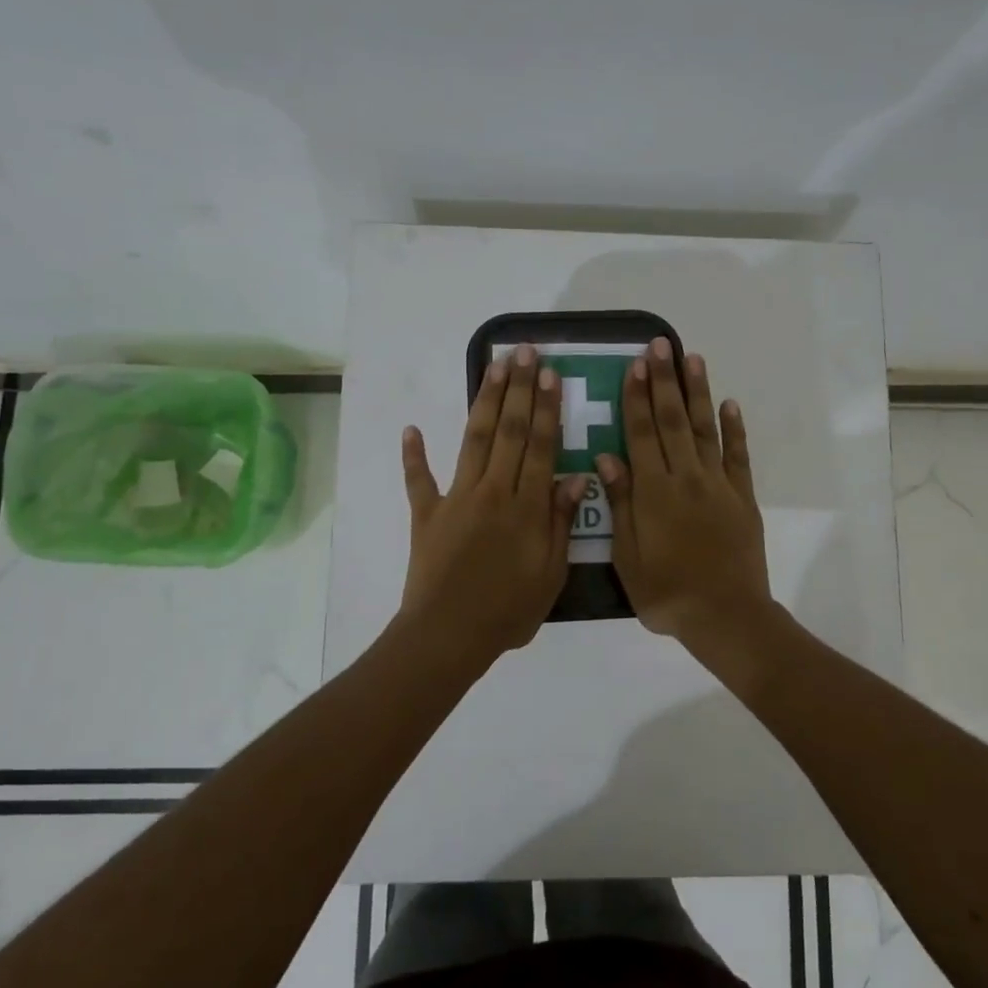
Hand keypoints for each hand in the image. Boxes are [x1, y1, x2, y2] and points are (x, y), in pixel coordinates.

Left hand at [398, 344, 587, 668]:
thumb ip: (561, 523)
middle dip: (519, 389)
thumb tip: (575, 477)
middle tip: (525, 352)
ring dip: (484, 401)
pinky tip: (412, 429)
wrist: (448, 635)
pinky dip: (414, 455)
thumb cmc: (508, 611)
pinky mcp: (426, 514)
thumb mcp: (551, 574)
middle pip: (508, 431)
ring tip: (494, 366)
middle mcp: (492, 491)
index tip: (550, 375)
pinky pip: (418, 480)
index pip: (539, 446)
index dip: (546, 408)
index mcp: (526, 507)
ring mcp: (455, 499)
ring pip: (473, 440)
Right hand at [597, 338, 770, 645]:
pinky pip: (738, 456)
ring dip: (697, 393)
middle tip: (660, 345)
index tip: (635, 364)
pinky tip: (729, 405)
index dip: (636, 397)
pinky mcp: (742, 497)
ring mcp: (718, 485)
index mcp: (654, 491)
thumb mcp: (628, 555)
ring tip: (692, 359)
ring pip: (705, 429)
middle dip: (664, 381)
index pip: (641, 433)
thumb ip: (620, 503)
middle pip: (672, 421)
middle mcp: (686, 477)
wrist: (725, 615)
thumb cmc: (666, 591)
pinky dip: (734, 429)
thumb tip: (606, 458)